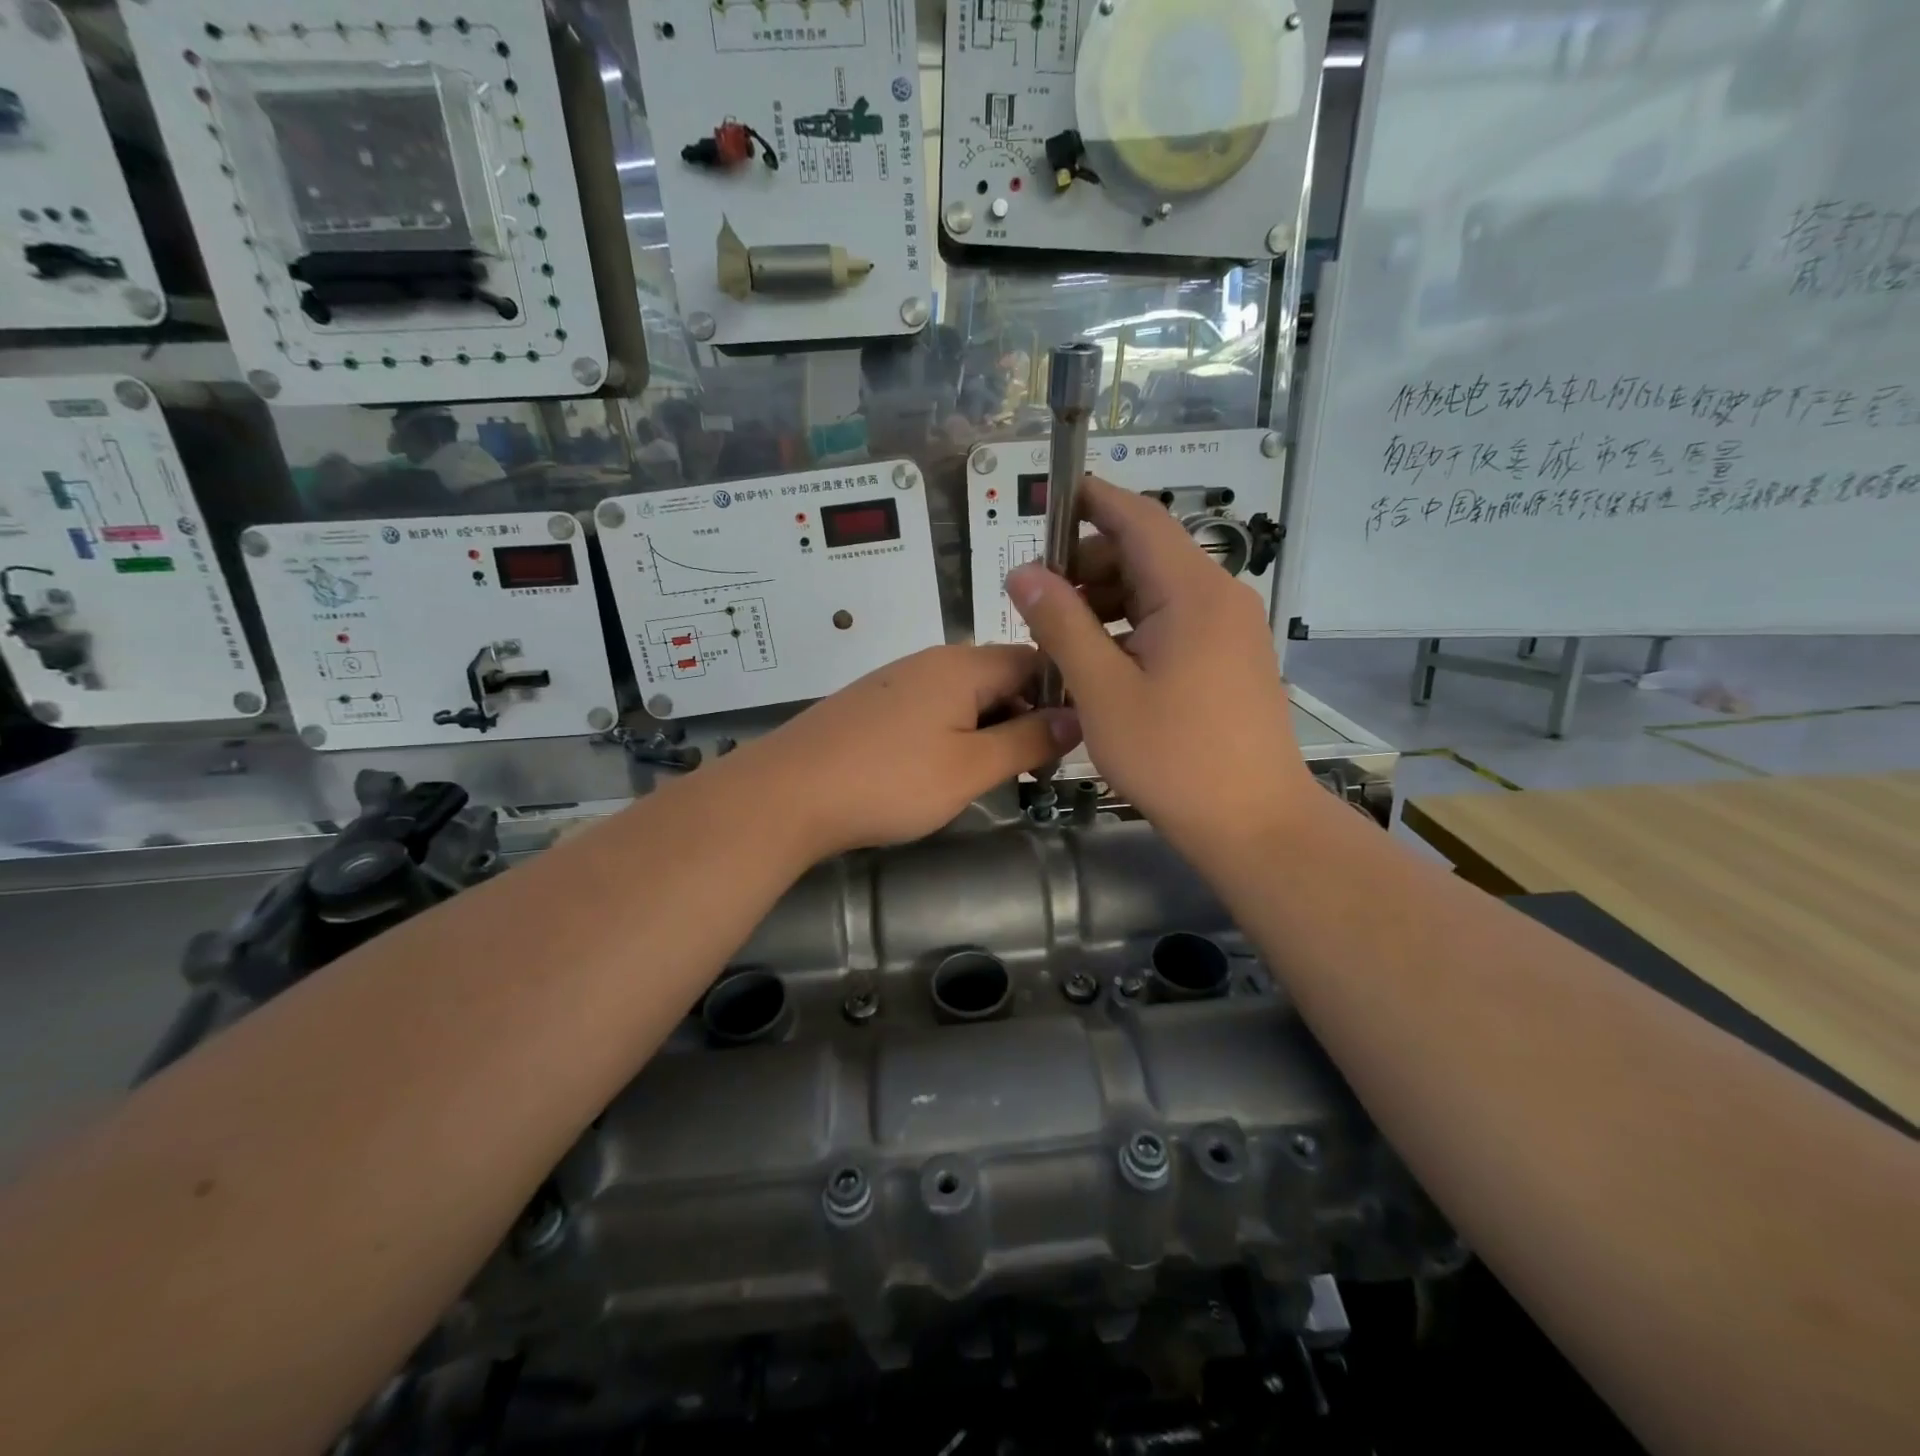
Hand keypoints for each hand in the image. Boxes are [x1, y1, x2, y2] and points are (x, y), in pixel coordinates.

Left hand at [743, 644, 1078, 857]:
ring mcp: (895, 681)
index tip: (1069, 742)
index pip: (1033, 660)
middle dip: (1023, 717)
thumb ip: (1027, 741)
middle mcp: (930, 661)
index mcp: (963, 665)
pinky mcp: (871, 705)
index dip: (1060, 696)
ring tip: (990, 774)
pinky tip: (939, 770)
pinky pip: (929, 709)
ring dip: (986, 729)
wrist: (786, 794)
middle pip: (998, 676)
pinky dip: (949, 734)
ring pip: (962, 696)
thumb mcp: (970, 768)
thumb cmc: (889, 781)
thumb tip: (1076, 718)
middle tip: (1033, 769)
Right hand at [1007, 476, 1313, 857]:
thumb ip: (1060, 624)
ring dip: (1107, 601)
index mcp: (1192, 592)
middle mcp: (1220, 597)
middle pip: (1147, 555)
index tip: (1049, 499)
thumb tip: (1024, 573)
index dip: (1092, 501)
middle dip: (1088, 565)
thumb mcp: (1102, 690)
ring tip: (1061, 638)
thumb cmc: (1173, 757)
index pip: (1139, 518)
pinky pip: (1174, 624)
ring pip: (1159, 592)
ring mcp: (1231, 630)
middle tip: (1038, 601)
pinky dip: (1133, 628)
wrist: (1254, 823)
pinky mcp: (1232, 659)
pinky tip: (1101, 664)